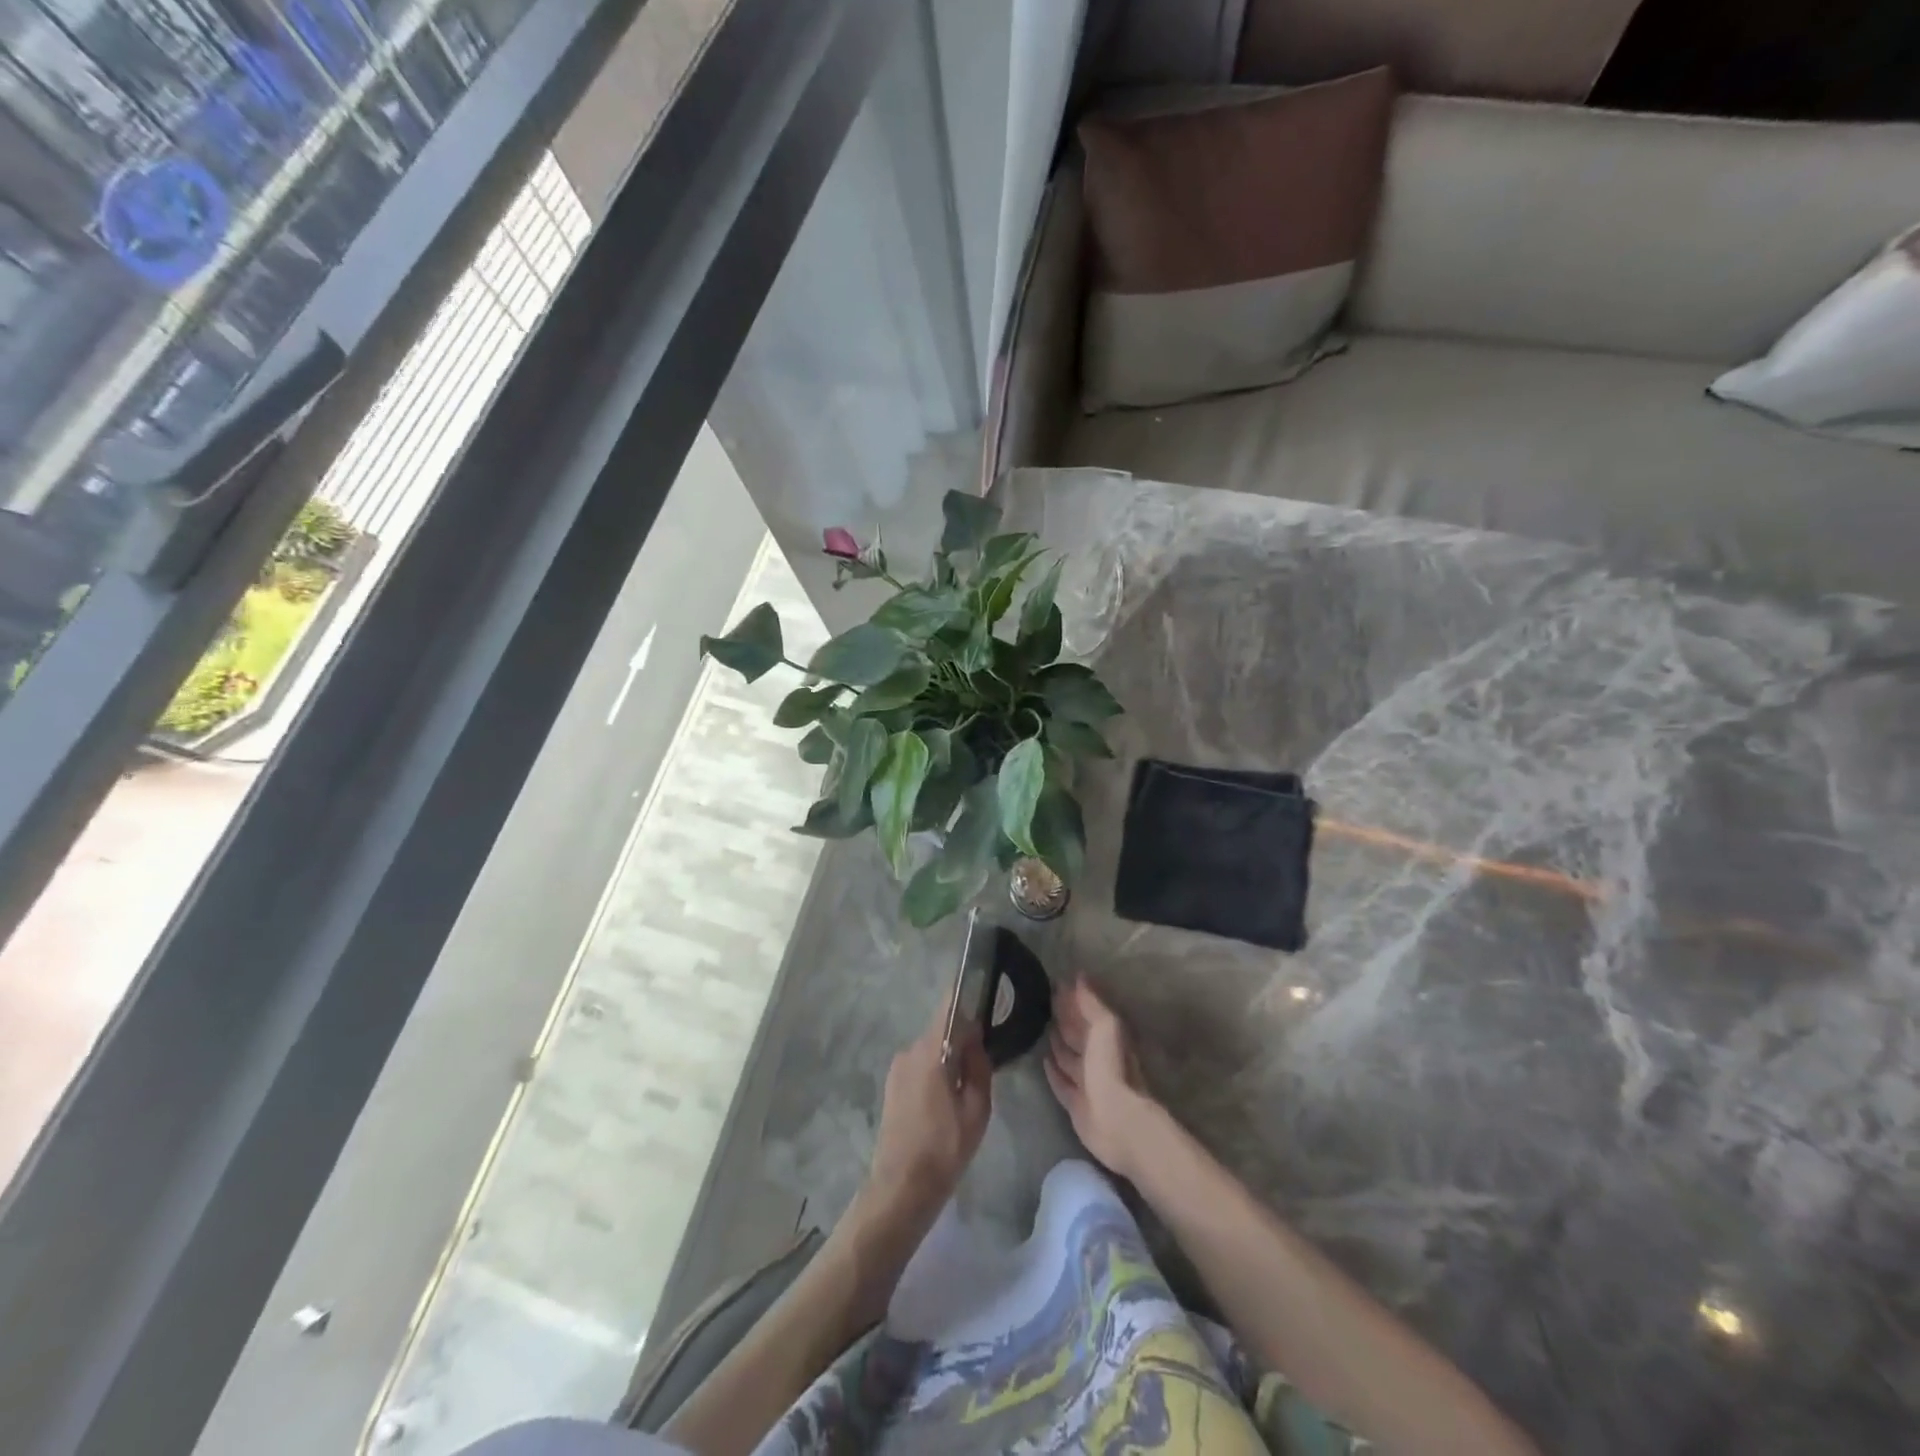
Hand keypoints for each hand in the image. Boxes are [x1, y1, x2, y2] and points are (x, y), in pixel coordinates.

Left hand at [857, 996, 993, 1232]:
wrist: (901, 1187)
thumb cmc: (944, 1149)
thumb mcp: (977, 1110)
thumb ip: (979, 1068)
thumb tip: (977, 1041)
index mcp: (931, 1051)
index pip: (949, 1007)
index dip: (967, 995)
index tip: (984, 990)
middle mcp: (910, 1051)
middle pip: (942, 1030)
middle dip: (963, 1038)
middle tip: (985, 1059)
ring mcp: (898, 1068)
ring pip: (932, 1050)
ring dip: (949, 1058)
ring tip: (967, 1088)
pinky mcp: (893, 1085)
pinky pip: (921, 1065)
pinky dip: (936, 1071)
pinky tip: (947, 1100)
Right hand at [1045, 979, 1166, 1181]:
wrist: (1115, 1120)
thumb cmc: (1111, 1068)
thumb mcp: (1105, 1026)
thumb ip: (1092, 1003)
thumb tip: (1079, 976)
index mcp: (1108, 1038)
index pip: (1087, 1013)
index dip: (1074, 999)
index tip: (1056, 984)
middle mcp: (1098, 1058)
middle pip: (1078, 1034)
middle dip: (1064, 1019)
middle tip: (1043, 1003)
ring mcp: (1087, 1081)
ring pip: (1068, 1058)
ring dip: (1057, 1044)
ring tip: (1041, 1027)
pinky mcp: (1076, 1103)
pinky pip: (1061, 1082)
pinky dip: (1053, 1072)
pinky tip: (1043, 1061)